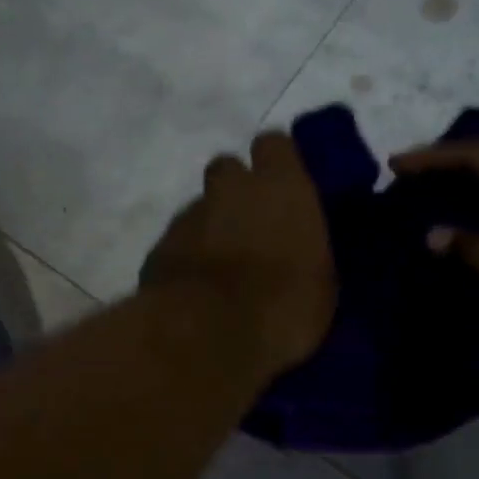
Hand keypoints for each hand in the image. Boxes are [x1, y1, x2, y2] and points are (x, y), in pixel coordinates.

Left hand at [141, 131, 336, 376]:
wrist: (206, 334)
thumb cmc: (282, 306)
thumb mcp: (321, 282)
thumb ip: (306, 247)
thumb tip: (297, 245)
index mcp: (280, 186)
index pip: (275, 145)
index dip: (277, 163)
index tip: (284, 186)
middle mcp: (230, 189)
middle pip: (227, 169)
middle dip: (235, 190)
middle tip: (250, 225)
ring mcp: (188, 217)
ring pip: (200, 209)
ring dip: (209, 228)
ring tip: (222, 267)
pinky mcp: (158, 249)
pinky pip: (177, 243)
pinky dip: (186, 258)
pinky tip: (195, 289)